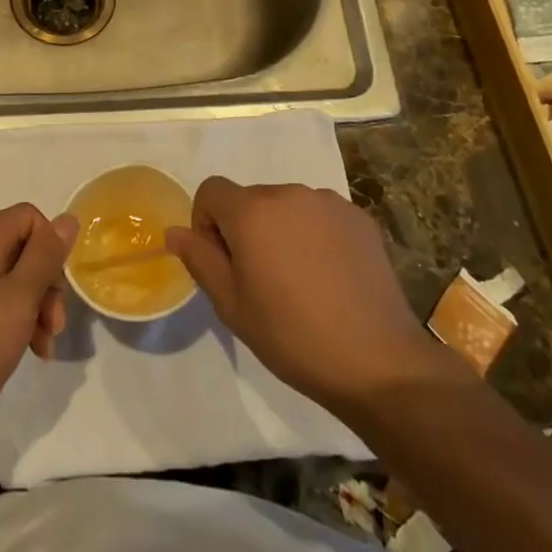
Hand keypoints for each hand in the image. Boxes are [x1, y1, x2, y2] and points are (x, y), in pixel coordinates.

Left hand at [0, 204, 76, 423]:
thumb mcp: (20, 297)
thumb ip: (46, 256)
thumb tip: (68, 218)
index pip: (29, 217)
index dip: (50, 246)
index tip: (56, 287)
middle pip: (21, 248)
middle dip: (45, 284)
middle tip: (54, 325)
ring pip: (8, 278)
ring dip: (32, 307)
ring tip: (43, 348)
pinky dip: (10, 319)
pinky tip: (23, 351)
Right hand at [165, 178, 460, 415]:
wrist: (377, 361)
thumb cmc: (292, 336)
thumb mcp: (232, 305)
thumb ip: (199, 259)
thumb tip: (175, 231)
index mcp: (252, 211)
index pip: (211, 190)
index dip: (206, 223)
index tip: (223, 263)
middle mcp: (288, 193)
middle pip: (250, 199)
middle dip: (245, 229)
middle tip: (261, 281)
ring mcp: (328, 202)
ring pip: (286, 206)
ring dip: (280, 230)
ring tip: (299, 281)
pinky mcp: (358, 217)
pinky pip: (320, 215)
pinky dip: (314, 235)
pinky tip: (329, 277)